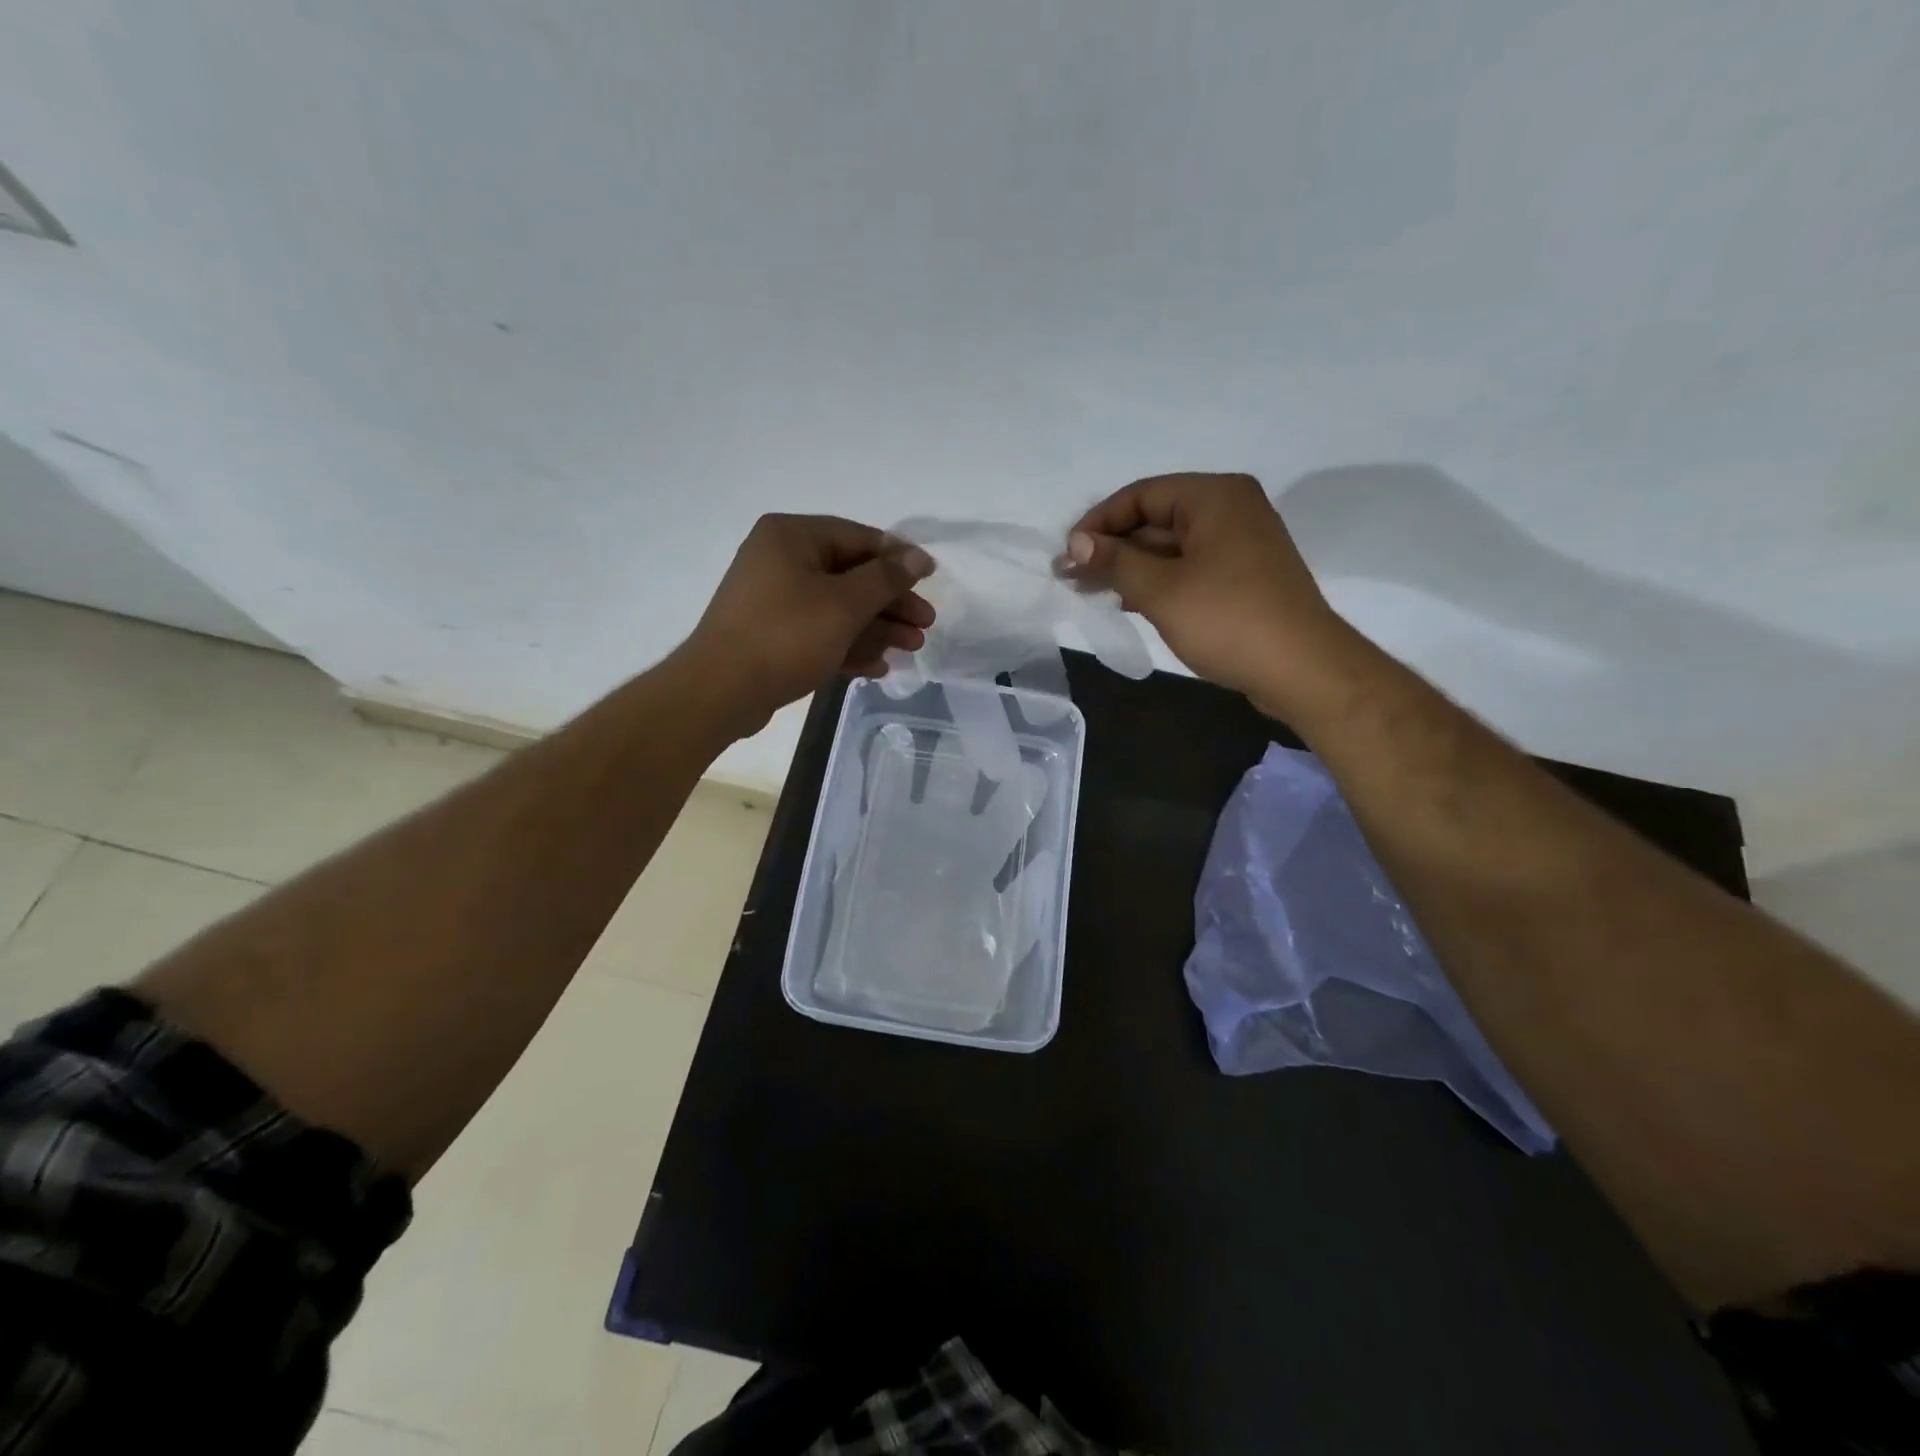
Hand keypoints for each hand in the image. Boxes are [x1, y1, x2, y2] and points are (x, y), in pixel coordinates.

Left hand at [685, 514, 935, 734]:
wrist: (721, 691)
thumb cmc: (786, 636)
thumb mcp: (844, 604)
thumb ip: (885, 579)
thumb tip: (919, 558)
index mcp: (792, 536)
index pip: (858, 538)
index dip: (899, 559)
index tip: (930, 579)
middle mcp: (781, 560)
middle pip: (851, 576)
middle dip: (891, 603)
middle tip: (925, 624)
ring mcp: (775, 600)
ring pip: (838, 608)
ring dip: (877, 628)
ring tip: (912, 648)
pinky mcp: (773, 635)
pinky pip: (819, 632)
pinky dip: (848, 646)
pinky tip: (878, 666)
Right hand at [1059, 473, 1357, 717]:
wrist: (1301, 669)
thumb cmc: (1228, 620)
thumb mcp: (1161, 590)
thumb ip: (1115, 561)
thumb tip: (1076, 542)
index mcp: (1214, 497)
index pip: (1141, 495)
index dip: (1098, 523)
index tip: (1068, 555)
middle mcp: (1230, 509)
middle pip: (1155, 519)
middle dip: (1112, 548)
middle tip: (1070, 577)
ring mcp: (1240, 543)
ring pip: (1171, 546)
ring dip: (1131, 567)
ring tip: (1090, 591)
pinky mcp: (1242, 576)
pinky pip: (1189, 567)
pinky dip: (1158, 581)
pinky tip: (1128, 601)